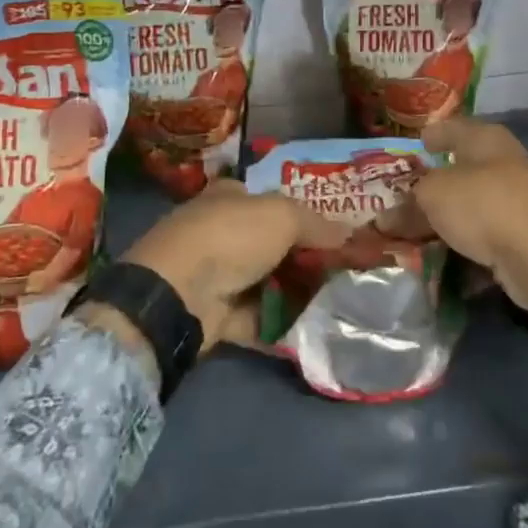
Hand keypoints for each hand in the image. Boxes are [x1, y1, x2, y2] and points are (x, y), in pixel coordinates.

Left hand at [116, 180, 346, 351]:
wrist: (179, 294)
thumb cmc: (231, 237)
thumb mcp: (283, 216)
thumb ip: (317, 224)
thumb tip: (349, 233)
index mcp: (231, 197)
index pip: (271, 201)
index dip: (304, 215)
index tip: (336, 234)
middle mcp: (222, 231)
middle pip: (273, 245)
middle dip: (305, 259)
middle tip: (345, 272)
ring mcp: (216, 275)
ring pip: (266, 283)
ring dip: (296, 294)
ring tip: (338, 304)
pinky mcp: (215, 315)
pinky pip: (257, 319)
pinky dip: (280, 325)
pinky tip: (313, 331)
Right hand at [383, 118, 527, 319]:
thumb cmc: (485, 205)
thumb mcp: (434, 196)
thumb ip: (409, 203)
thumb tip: (385, 217)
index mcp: (485, 139)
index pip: (454, 128)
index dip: (435, 134)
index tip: (419, 142)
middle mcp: (504, 163)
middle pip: (463, 169)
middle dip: (435, 182)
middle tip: (406, 194)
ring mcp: (518, 201)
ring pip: (472, 204)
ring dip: (447, 216)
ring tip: (415, 229)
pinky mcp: (525, 236)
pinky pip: (484, 234)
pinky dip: (464, 241)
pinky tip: (443, 252)